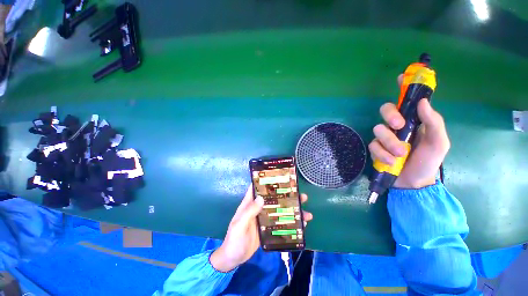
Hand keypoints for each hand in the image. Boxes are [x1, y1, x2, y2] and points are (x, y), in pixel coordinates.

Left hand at [210, 186, 312, 271]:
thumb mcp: (239, 225)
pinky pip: (280, 222)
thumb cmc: (234, 240)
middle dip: (286, 196)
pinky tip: (300, 225)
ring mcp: (264, 218)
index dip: (267, 181)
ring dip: (292, 210)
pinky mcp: (268, 228)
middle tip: (301, 195)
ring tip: (306, 213)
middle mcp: (258, 208)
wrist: (233, 258)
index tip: (280, 177)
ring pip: (279, 210)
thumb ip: (249, 212)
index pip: (258, 188)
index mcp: (249, 204)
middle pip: (273, 198)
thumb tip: (262, 198)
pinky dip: (290, 222)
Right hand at [368, 74, 450, 188]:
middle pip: (386, 110)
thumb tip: (423, 102)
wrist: (414, 182)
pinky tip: (391, 161)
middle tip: (398, 125)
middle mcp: (397, 126)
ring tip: (401, 154)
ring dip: (389, 142)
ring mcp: (384, 137)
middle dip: (390, 115)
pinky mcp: (376, 148)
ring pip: (378, 129)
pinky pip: (373, 145)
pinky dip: (382, 153)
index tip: (400, 78)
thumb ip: (434, 123)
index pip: (408, 100)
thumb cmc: (428, 162)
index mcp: (414, 121)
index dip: (404, 88)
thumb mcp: (439, 143)